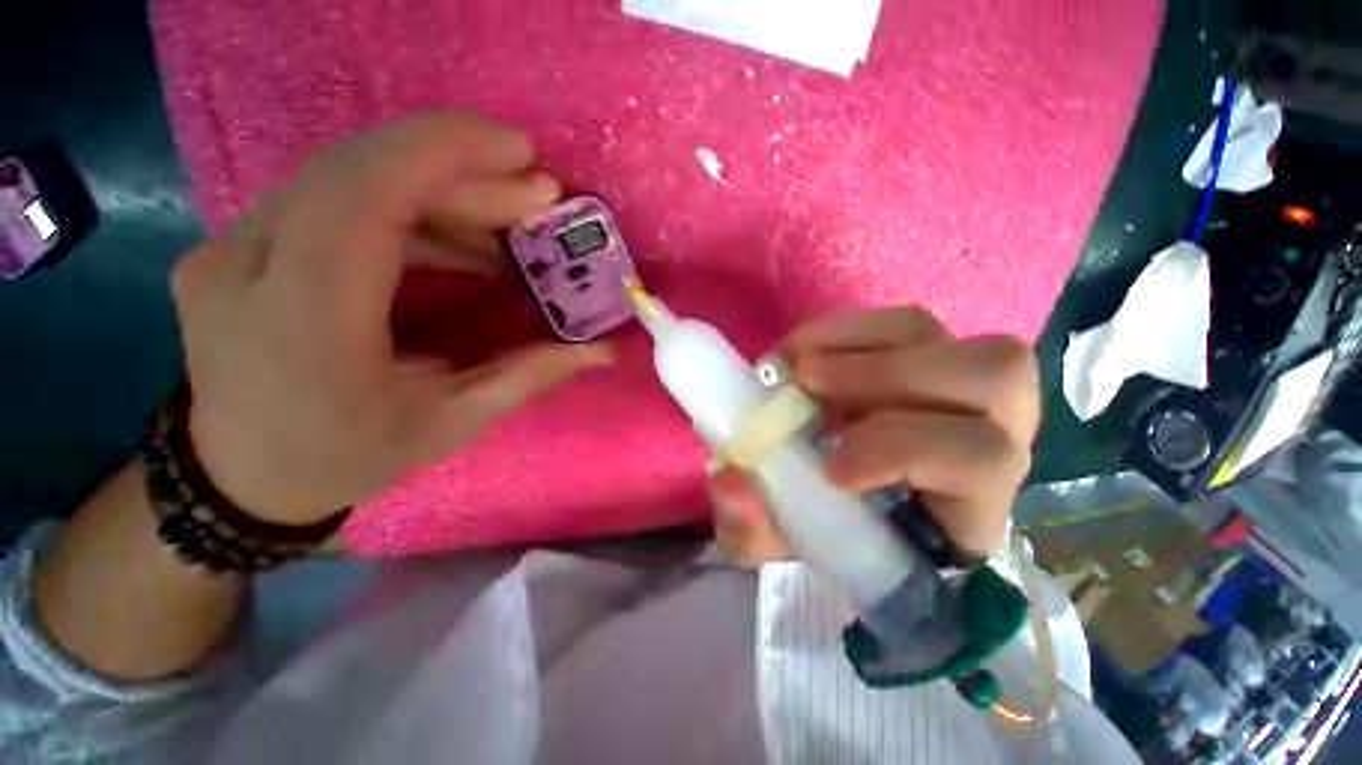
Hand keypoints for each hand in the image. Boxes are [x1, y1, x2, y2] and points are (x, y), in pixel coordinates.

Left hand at [171, 113, 610, 525]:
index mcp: (304, 319)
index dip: (445, 153)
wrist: (243, 479)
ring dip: (439, 192)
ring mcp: (231, 247)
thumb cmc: (347, 457)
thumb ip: (529, 375)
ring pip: (347, 178)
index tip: (523, 155)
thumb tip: (601, 349)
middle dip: (462, 172)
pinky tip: (456, 242)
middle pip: (360, 172)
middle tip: (537, 196)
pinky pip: (332, 201)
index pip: (363, 192)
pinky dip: (406, 209)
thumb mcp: (451, 423)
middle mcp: (248, 264)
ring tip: (508, 226)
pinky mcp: (238, 246)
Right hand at [710, 307, 1039, 564]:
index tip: (829, 465)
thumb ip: (754, 528)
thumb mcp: (782, 537)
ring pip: (951, 337)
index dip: (904, 450)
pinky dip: (851, 329)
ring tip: (801, 366)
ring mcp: (963, 390)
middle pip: (996, 382)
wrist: (833, 491)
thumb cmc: (823, 524)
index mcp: (966, 508)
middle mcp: (988, 439)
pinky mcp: (930, 356)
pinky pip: (910, 324)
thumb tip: (731, 484)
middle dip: (889, 377)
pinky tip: (805, 348)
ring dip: (868, 347)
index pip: (981, 465)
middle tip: (807, 384)